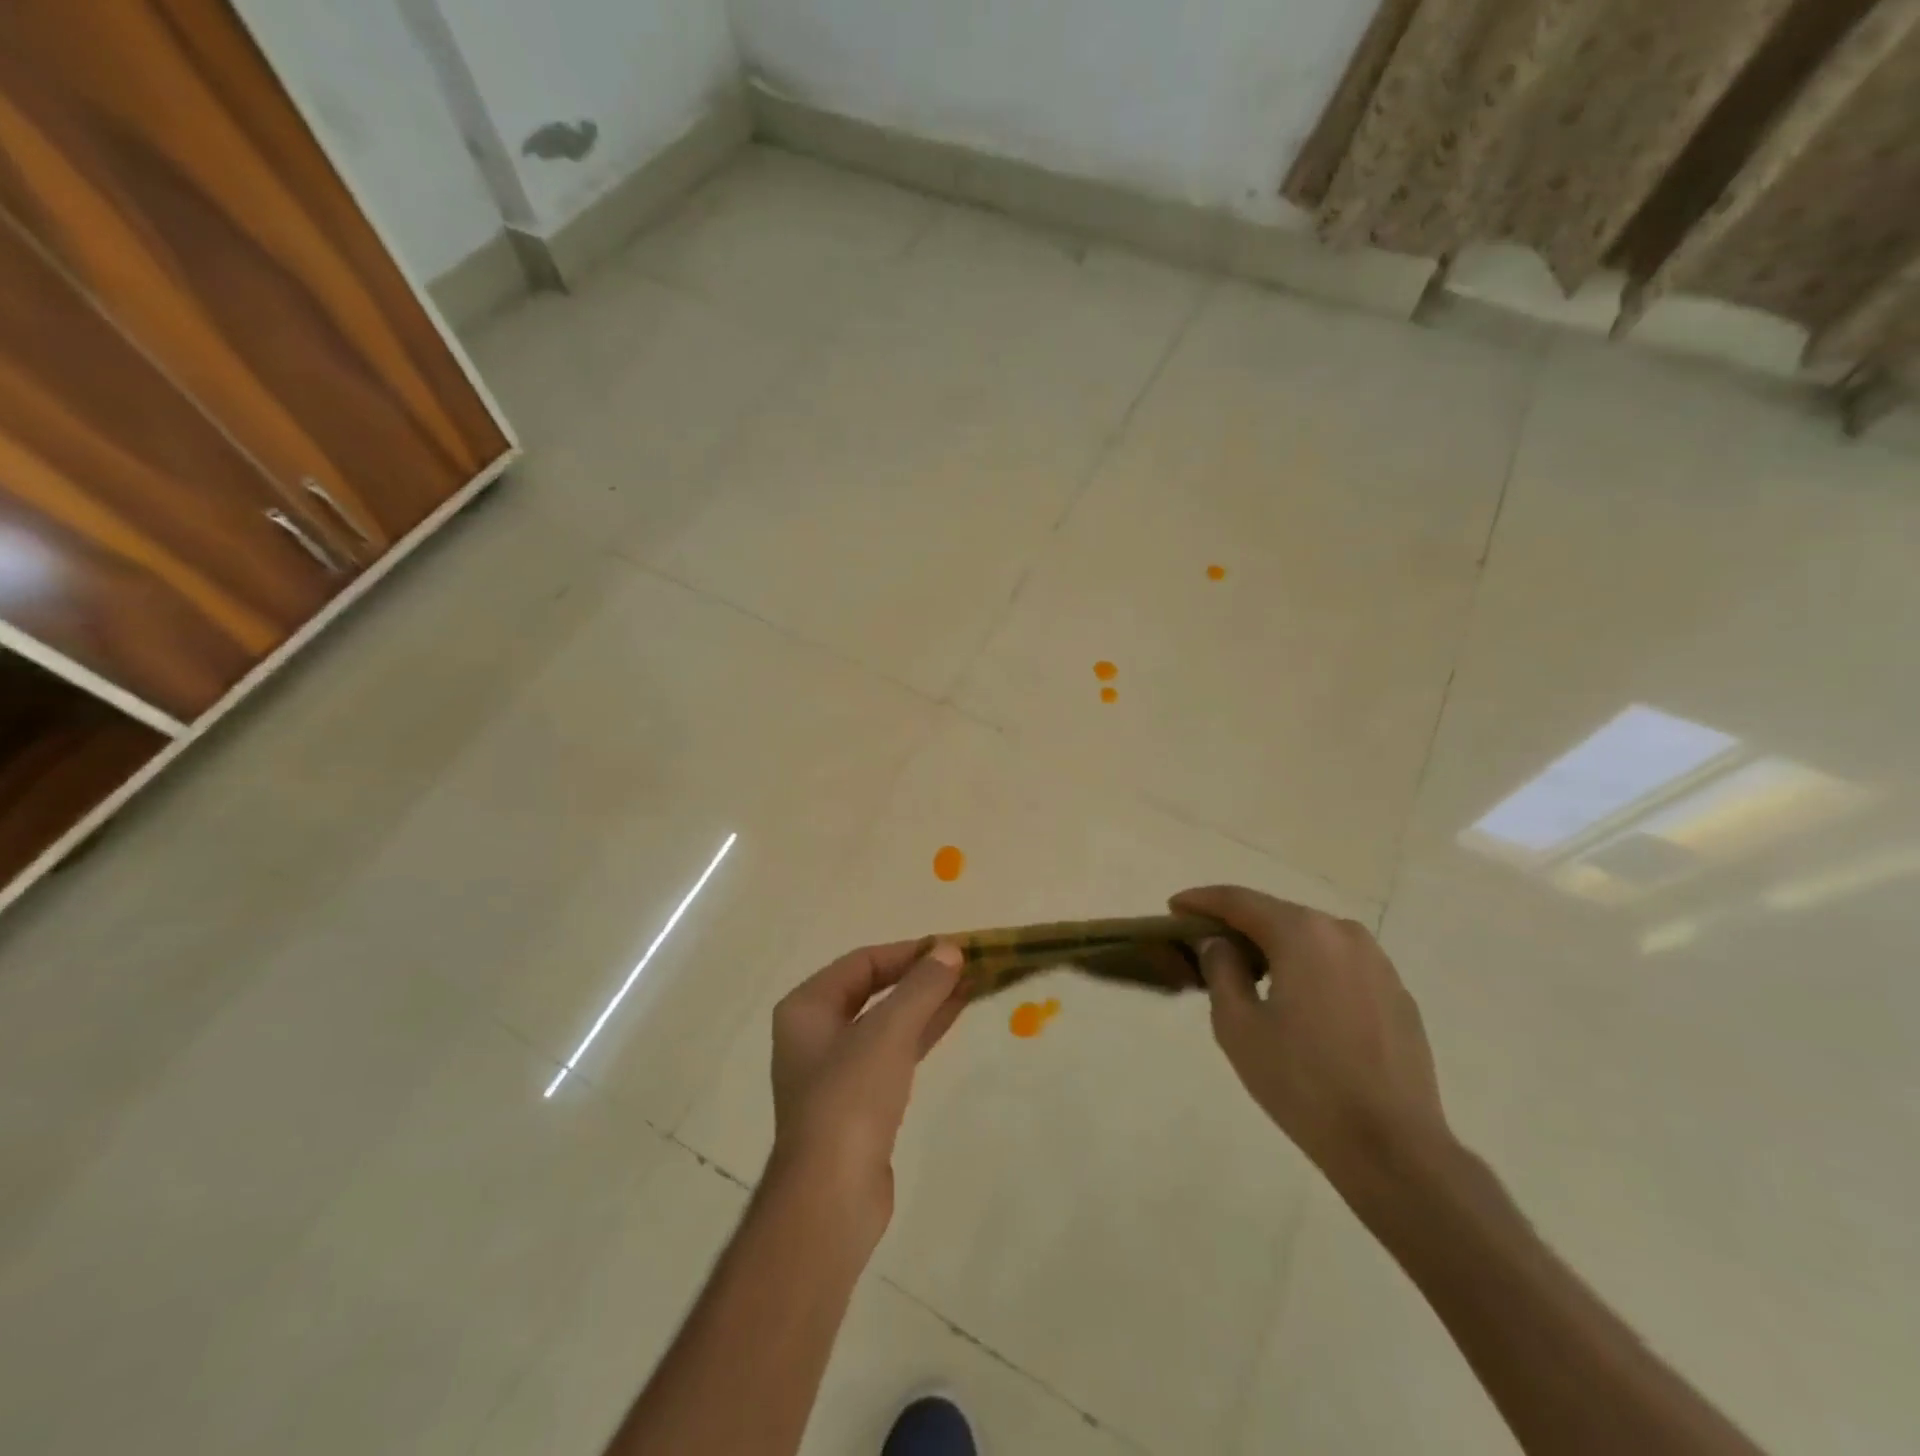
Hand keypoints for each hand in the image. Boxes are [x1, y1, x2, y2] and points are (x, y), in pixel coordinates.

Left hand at [768, 939, 966, 1250]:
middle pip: (874, 989)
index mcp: (806, 1008)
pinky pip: (894, 1051)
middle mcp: (816, 1033)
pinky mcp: (859, 1102)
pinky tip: (953, 1016)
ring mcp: (837, 1070)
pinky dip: (922, 1031)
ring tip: (971, 984)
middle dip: (919, 977)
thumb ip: (921, 987)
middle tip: (965, 965)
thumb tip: (949, 949)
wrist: (831, 1197)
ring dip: (926, 1002)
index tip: (951, 948)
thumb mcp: (888, 1032)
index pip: (862, 962)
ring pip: (888, 1021)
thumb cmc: (850, 1098)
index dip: (907, 952)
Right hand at [1171, 885, 1447, 1191]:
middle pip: (1277, 915)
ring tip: (1247, 970)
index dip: (1201, 901)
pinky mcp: (1397, 994)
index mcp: (1303, 933)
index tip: (1173, 907)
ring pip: (1311, 939)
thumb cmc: (1302, 1082)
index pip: (1240, 901)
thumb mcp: (1237, 1025)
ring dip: (1275, 946)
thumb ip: (1220, 969)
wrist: (1392, 1147)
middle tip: (1204, 941)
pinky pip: (1339, 965)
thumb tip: (1219, 943)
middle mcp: (1343, 933)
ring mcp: (1378, 962)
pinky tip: (1295, 998)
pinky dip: (1308, 968)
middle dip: (1238, 924)